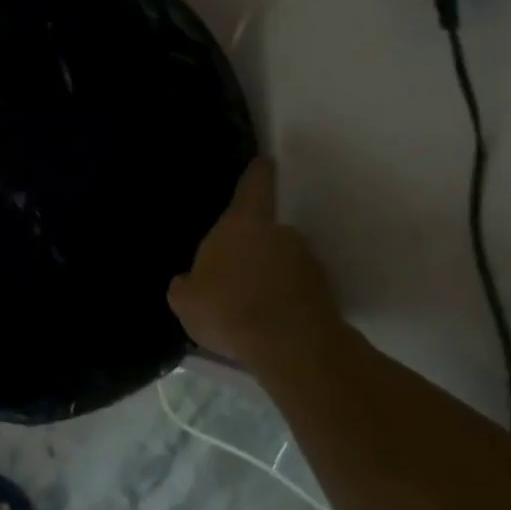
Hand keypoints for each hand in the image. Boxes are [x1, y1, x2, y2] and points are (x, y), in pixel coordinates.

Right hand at [168, 159, 342, 372]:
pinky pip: (296, 292)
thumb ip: (185, 286)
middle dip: (253, 249)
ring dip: (269, 277)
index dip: (258, 174)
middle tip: (234, 274)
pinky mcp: (325, 295)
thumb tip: (186, 282)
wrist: (292, 348)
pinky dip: (284, 302)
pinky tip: (267, 325)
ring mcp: (308, 264)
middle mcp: (281, 234)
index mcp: (243, 224)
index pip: (254, 187)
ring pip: (283, 263)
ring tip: (250, 307)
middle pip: (266, 232)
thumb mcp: (186, 301)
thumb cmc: (229, 308)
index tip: (265, 161)